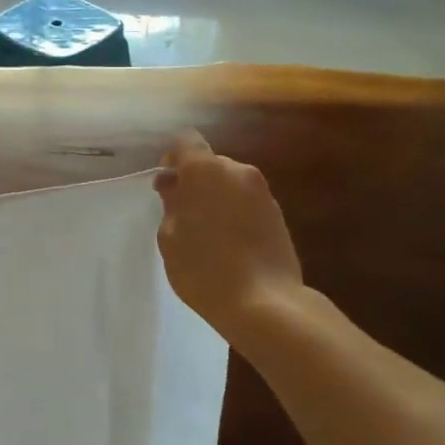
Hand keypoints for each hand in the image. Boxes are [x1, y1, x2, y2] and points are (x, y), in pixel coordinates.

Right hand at [155, 132, 303, 348]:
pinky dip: (235, 213)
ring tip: (208, 234)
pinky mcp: (278, 214)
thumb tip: (174, 185)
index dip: (173, 159)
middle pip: (210, 164)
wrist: (265, 303)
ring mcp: (262, 192)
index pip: (186, 142)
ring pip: (230, 184)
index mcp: (206, 170)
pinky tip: (230, 245)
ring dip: (217, 198)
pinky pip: (247, 203)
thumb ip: (171, 204)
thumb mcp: (170, 237)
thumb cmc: (204, 268)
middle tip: (183, 214)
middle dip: (195, 182)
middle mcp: (238, 171)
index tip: (166, 185)